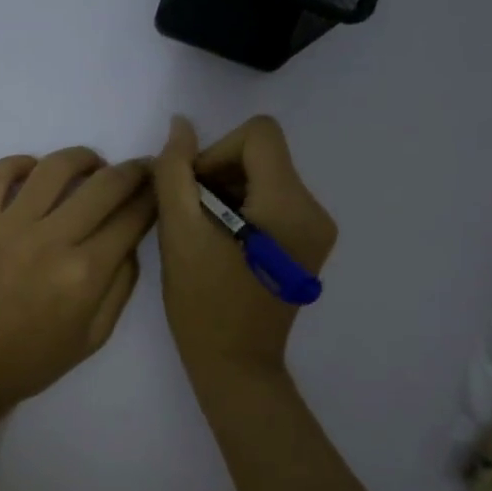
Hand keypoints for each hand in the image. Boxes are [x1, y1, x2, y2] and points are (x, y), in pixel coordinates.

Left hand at [0, 147, 157, 411]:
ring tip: (92, 165)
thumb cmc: (29, 362)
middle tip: (139, 169)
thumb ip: (120, 286)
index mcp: (85, 273)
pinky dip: (23, 162)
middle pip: (105, 184)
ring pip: (56, 167)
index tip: (159, 186)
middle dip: (132, 171)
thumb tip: (130, 241)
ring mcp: (9, 224)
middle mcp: (52, 239)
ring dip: (84, 158)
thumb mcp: (92, 338)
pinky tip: (36, 173)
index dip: (153, 196)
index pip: (132, 217)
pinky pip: (0, 172)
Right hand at [152, 115, 337, 377]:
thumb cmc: (203, 302)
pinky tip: (223, 245)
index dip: (217, 152)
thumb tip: (181, 126)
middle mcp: (314, 211)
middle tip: (191, 217)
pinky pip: (273, 204)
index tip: (193, 192)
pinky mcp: (309, 246)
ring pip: (266, 178)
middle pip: (263, 156)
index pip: (259, 135)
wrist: (235, 364)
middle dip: (219, 175)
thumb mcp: (179, 232)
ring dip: (227, 194)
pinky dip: (243, 211)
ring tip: (204, 235)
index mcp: (289, 204)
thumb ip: (175, 171)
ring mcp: (317, 231)